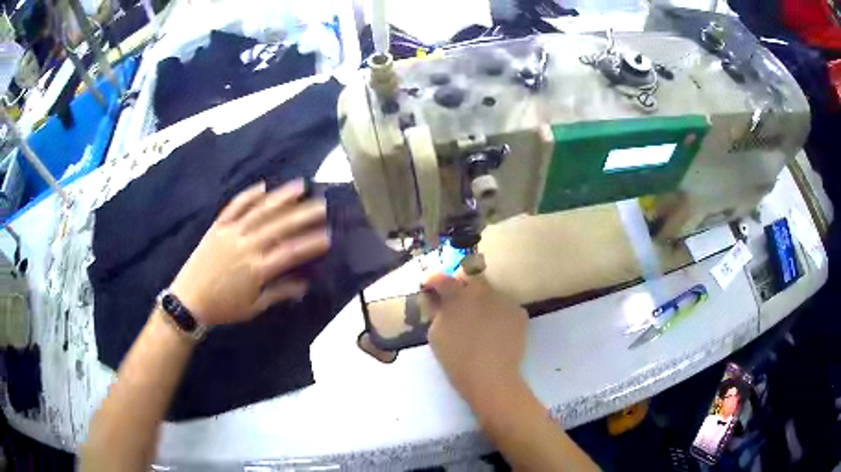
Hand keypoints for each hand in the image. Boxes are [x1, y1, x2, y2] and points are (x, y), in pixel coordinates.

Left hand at [170, 180, 329, 325]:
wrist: (189, 300)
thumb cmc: (223, 308)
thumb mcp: (254, 306)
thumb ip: (279, 292)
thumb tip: (304, 285)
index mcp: (256, 268)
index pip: (289, 252)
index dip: (310, 243)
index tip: (328, 235)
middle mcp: (246, 245)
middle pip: (279, 226)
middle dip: (303, 214)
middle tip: (321, 204)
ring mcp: (231, 232)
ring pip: (260, 211)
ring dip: (281, 197)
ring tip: (299, 186)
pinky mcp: (218, 227)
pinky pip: (234, 207)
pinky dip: (249, 195)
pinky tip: (263, 186)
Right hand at [423, 271, 527, 408]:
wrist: (491, 378)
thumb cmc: (457, 359)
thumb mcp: (436, 334)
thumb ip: (438, 312)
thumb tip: (439, 301)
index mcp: (457, 296)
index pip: (442, 278)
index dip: (434, 280)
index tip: (430, 285)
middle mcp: (482, 291)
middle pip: (472, 277)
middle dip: (463, 284)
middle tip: (460, 301)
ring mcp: (503, 300)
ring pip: (491, 293)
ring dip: (483, 300)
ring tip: (481, 322)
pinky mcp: (519, 312)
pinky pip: (505, 308)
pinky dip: (499, 315)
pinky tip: (497, 332)